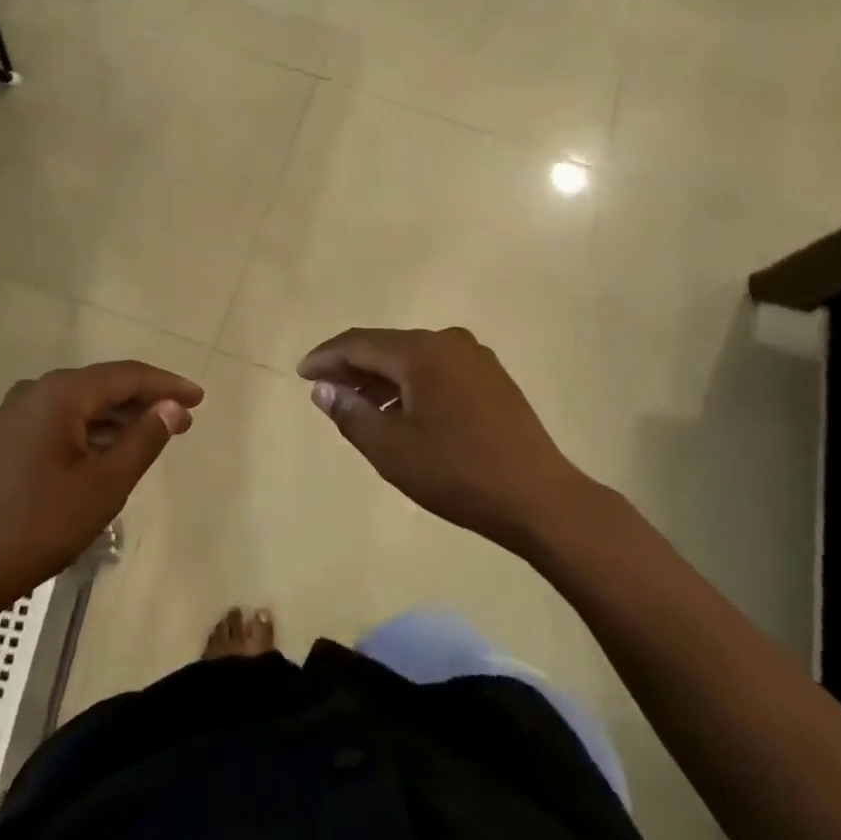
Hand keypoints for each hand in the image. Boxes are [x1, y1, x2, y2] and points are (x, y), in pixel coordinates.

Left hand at [0, 361, 202, 617]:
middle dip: (144, 402)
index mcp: (59, 394)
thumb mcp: (104, 485)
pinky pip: (59, 423)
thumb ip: (144, 440)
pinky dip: (90, 432)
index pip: (125, 376)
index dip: (166, 385)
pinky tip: (109, 452)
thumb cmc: (39, 525)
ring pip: (79, 406)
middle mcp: (34, 392)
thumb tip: (174, 408)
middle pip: (101, 387)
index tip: (199, 399)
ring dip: (118, 419)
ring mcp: (14, 416)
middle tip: (182, 420)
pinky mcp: (4, 440)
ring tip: (153, 436)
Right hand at [298, 327, 588, 553]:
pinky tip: (401, 411)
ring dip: (382, 378)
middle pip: (386, 347)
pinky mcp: (492, 378)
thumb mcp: (391, 449)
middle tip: (324, 389)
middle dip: (352, 367)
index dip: (326, 357)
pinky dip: (411, 385)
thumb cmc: (457, 472)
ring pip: (413, 359)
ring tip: (358, 406)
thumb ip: (350, 413)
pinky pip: (437, 370)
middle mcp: (448, 342)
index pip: (359, 343)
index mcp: (421, 351)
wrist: (539, 497)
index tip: (301, 373)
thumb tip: (322, 389)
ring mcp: (475, 358)